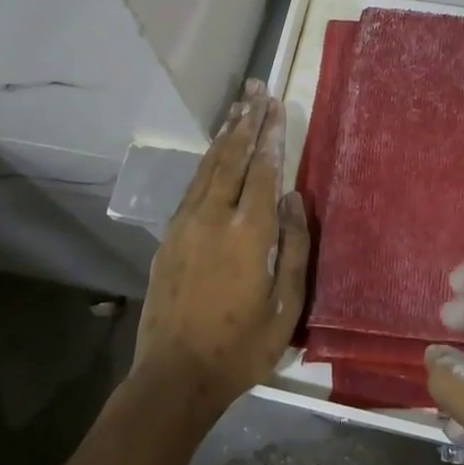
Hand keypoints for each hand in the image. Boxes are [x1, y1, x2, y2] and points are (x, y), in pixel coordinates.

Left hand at [133, 84, 307, 415]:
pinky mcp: (169, 236)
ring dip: (225, 135)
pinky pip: (192, 186)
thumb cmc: (241, 347)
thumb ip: (294, 247)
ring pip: (208, 167)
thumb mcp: (286, 306)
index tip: (276, 105)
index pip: (263, 171)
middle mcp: (214, 218)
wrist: (175, 375)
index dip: (271, 135)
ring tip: (238, 107)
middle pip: (233, 158)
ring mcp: (186, 224)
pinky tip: (214, 152)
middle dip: (247, 121)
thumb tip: (294, 199)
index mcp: (248, 234)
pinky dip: (207, 162)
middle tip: (256, 89)